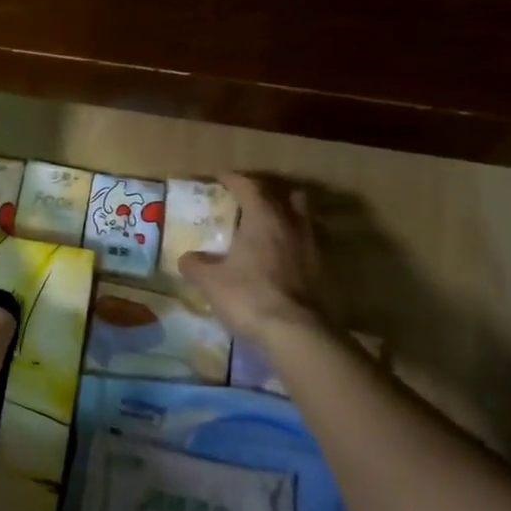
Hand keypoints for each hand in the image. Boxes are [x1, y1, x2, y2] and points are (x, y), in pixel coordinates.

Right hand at [178, 171, 333, 341]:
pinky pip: (307, 245)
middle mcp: (292, 225)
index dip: (234, 179)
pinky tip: (278, 259)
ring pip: (302, 219)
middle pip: (287, 195)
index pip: (249, 186)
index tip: (221, 177)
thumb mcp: (211, 282)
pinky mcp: (323, 271)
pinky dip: (292, 244)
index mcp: (264, 218)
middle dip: (269, 193)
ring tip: (266, 230)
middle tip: (250, 201)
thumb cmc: (248, 296)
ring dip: (285, 218)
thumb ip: (196, 265)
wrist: (296, 333)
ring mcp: (312, 248)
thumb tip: (187, 258)